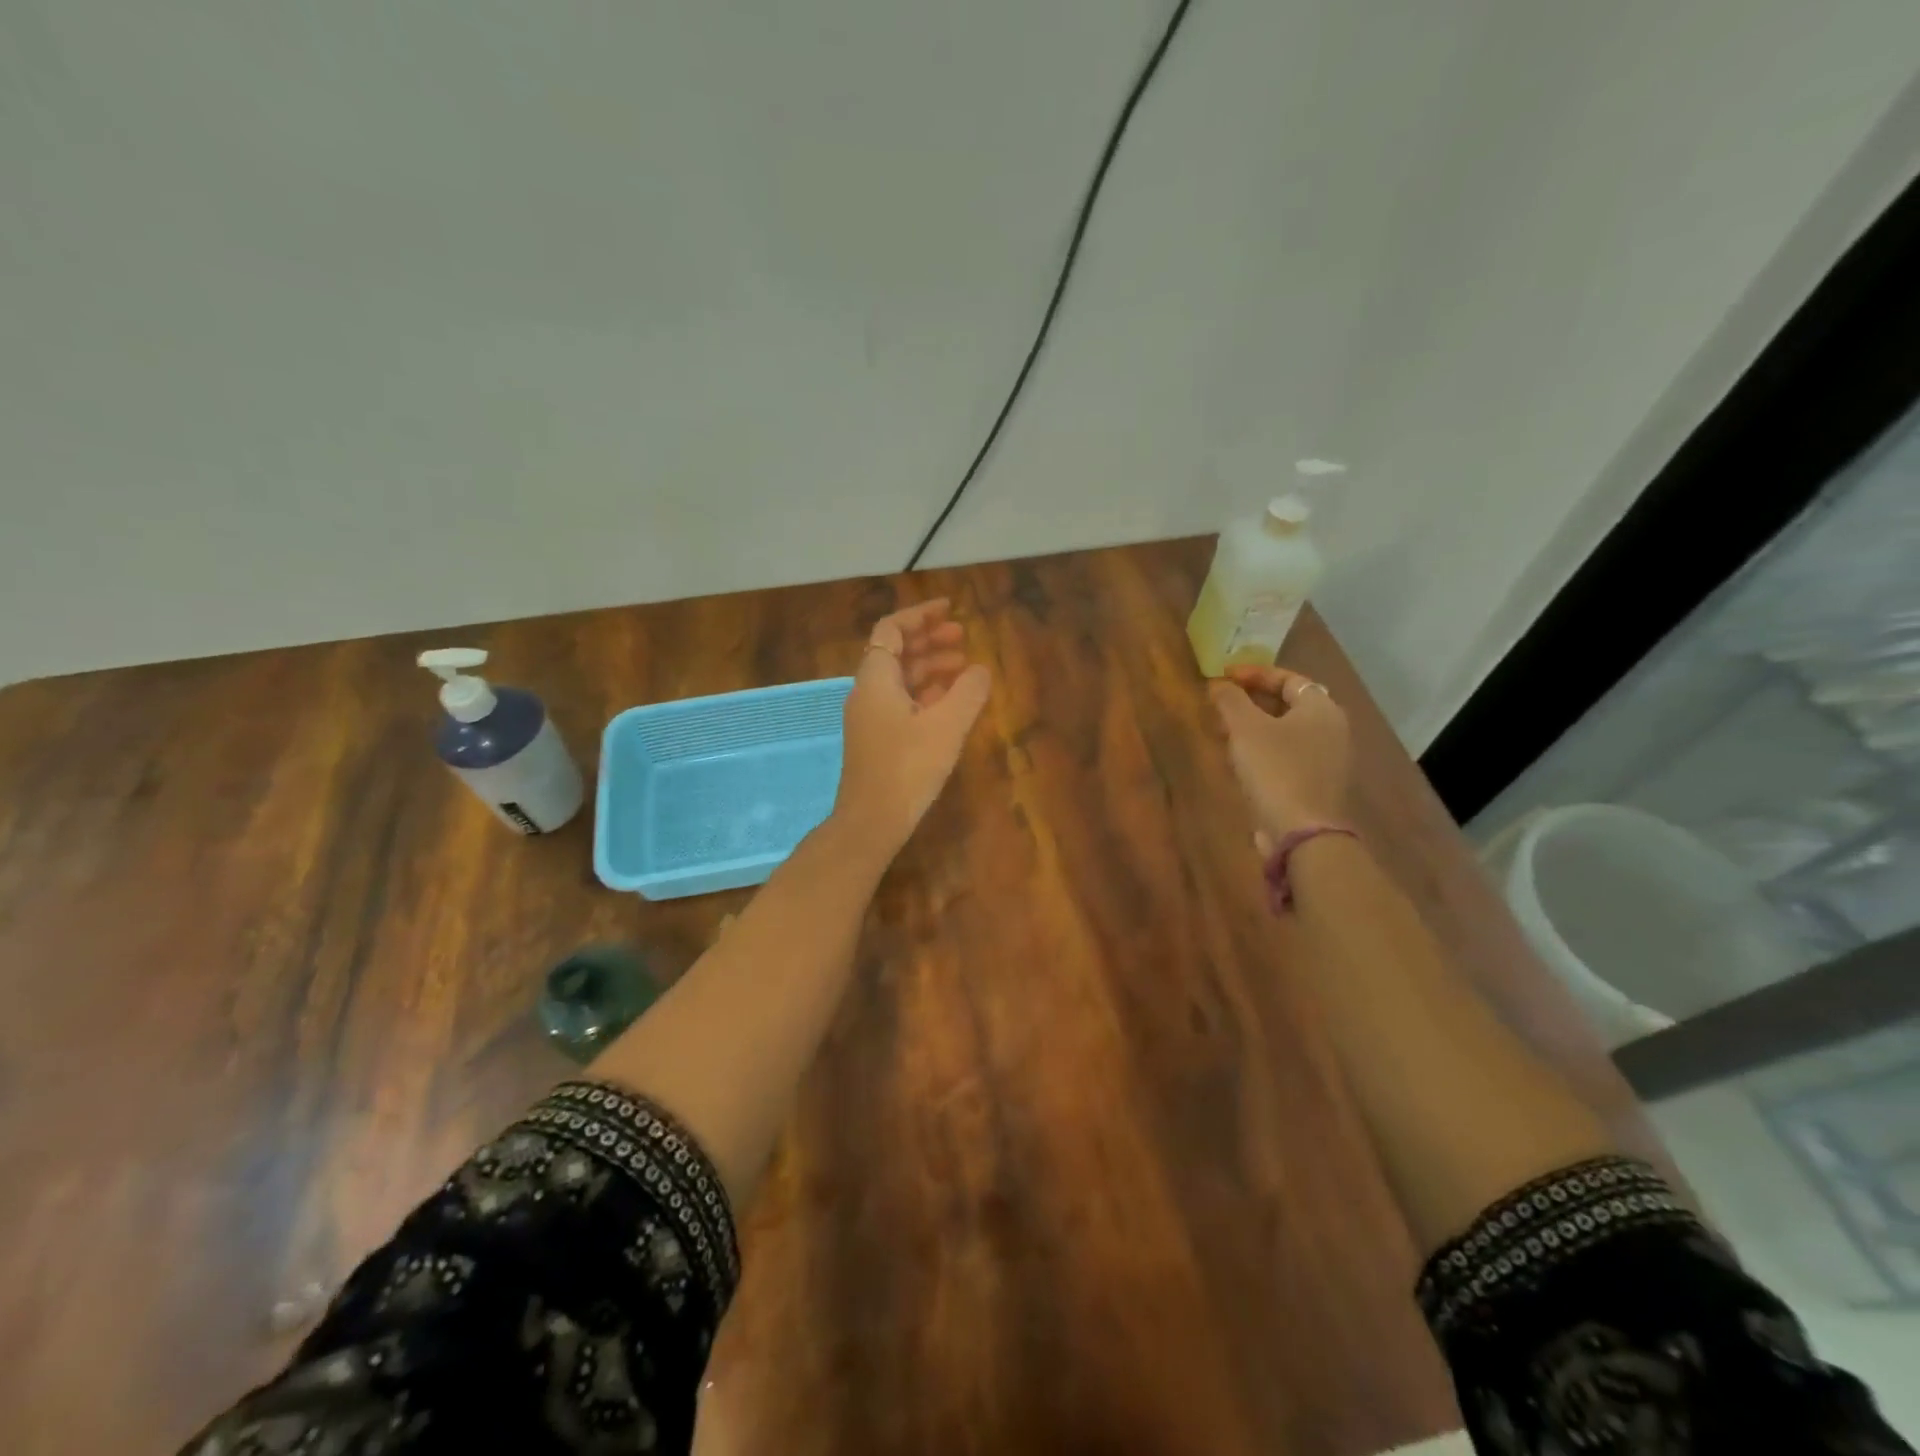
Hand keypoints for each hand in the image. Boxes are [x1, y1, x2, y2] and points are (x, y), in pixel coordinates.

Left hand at [833, 598, 990, 855]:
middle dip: (929, 640)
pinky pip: (901, 702)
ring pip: (900, 679)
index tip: (950, 610)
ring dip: (929, 667)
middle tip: (963, 637)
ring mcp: (870, 717)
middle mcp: (867, 692)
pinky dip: (925, 692)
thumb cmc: (908, 768)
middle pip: (896, 652)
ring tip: (964, 666)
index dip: (920, 615)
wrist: (872, 821)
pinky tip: (950, 700)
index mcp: (876, 679)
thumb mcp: (947, 726)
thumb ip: (967, 692)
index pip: (891, 630)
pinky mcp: (877, 739)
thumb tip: (980, 670)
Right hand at [1209, 665, 1351, 846]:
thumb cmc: (1275, 770)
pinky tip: (1240, 760)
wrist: (1302, 833)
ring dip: (1255, 726)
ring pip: (1287, 731)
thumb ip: (1230, 700)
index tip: (1223, 677)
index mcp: (1322, 708)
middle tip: (1222, 704)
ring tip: (1224, 730)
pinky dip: (1264, 749)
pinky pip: (1288, 755)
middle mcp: (1333, 730)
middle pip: (1289, 704)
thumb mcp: (1246, 729)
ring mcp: (1328, 760)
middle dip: (1252, 701)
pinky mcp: (1317, 785)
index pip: (1288, 678)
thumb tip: (1218, 684)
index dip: (1254, 674)